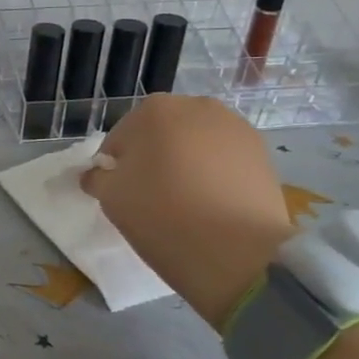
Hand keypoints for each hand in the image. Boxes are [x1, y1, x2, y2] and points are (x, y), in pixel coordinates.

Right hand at [82, 94, 295, 328]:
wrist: (238, 252)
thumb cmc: (162, 216)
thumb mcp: (110, 198)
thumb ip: (97, 178)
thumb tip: (96, 173)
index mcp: (152, 110)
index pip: (119, 140)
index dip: (114, 168)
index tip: (120, 194)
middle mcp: (196, 106)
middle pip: (160, 135)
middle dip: (152, 158)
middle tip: (151, 196)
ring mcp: (235, 127)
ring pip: (193, 145)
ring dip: (184, 163)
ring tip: (185, 201)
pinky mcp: (262, 153)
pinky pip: (222, 158)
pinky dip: (213, 174)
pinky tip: (212, 203)